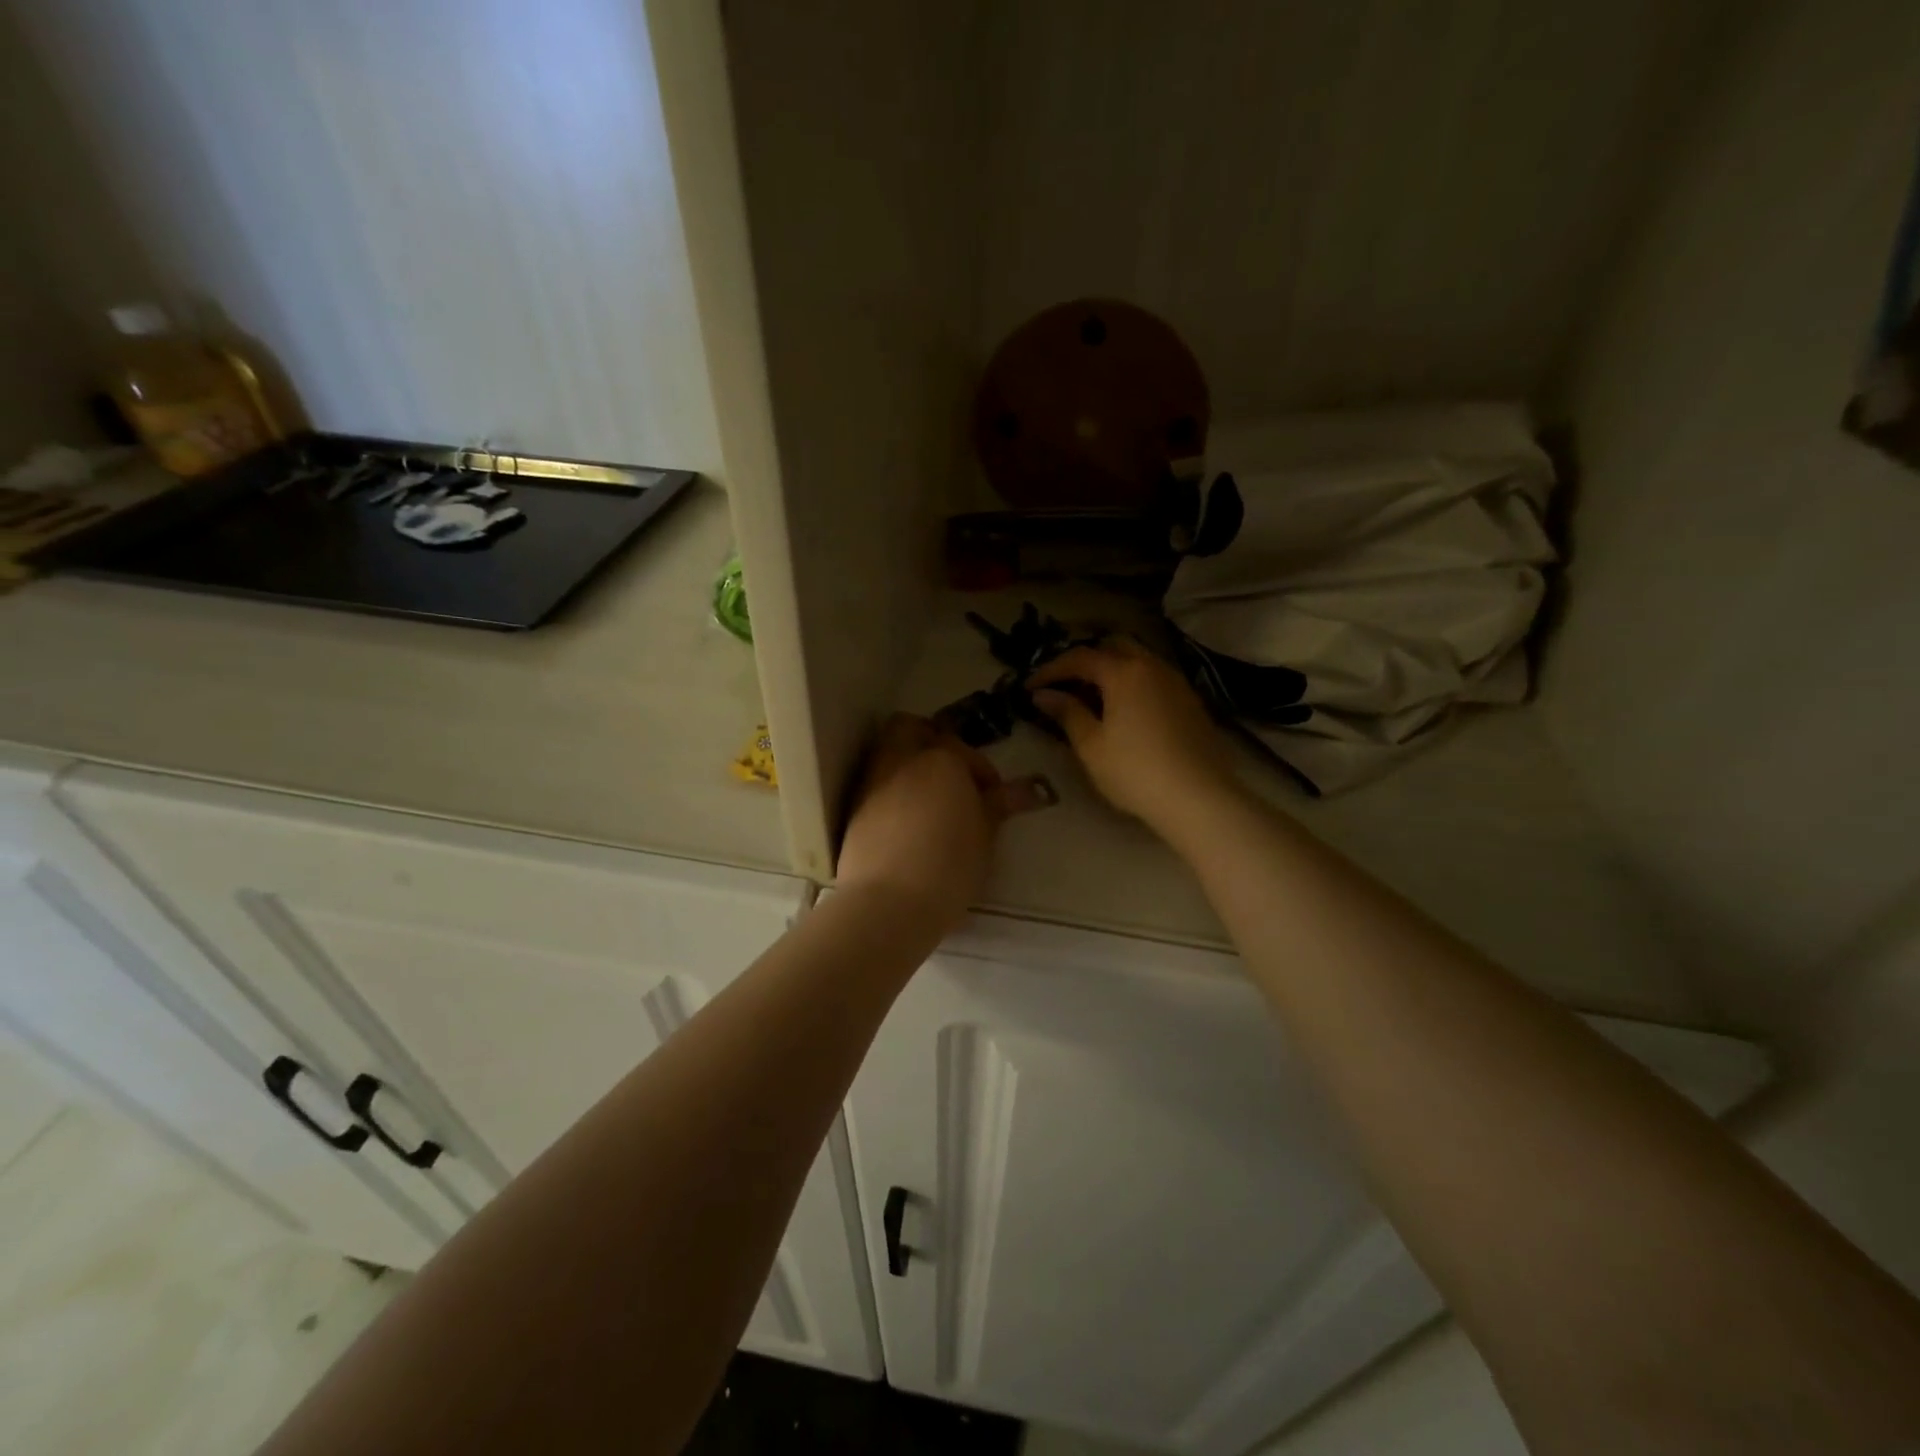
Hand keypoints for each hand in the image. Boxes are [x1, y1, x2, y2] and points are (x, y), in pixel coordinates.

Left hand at [836, 714, 1053, 931]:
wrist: (887, 904)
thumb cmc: (948, 866)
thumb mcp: (985, 836)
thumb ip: (1000, 805)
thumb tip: (1030, 789)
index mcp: (940, 759)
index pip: (964, 750)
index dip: (982, 772)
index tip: (992, 797)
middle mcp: (901, 760)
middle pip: (910, 728)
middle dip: (930, 742)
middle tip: (952, 775)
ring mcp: (872, 782)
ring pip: (889, 753)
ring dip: (909, 766)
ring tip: (932, 802)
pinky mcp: (853, 809)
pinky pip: (876, 783)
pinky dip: (893, 791)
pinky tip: (908, 822)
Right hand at [1028, 639, 1238, 836]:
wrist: (1199, 797)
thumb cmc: (1135, 771)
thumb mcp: (1091, 746)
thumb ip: (1067, 713)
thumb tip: (1044, 695)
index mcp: (1124, 672)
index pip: (1080, 657)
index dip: (1051, 669)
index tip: (1030, 687)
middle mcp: (1152, 666)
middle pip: (1113, 647)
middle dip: (1085, 660)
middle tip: (1064, 684)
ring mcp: (1176, 682)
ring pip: (1138, 660)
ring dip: (1111, 670)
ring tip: (1092, 698)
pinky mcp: (1191, 701)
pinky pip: (1154, 678)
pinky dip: (1132, 683)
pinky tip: (1124, 711)